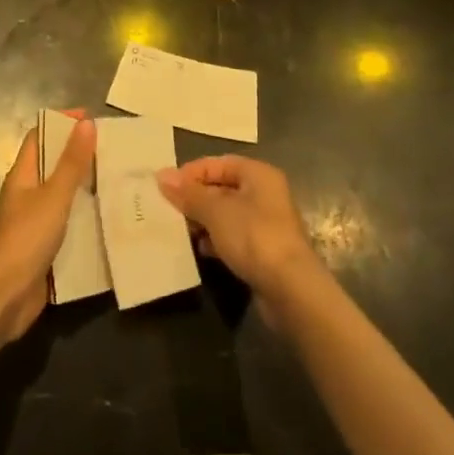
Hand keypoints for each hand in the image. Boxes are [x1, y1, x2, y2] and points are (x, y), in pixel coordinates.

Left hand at [0, 117, 95, 344]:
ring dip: (84, 190)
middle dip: (78, 157)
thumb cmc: (27, 237)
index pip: (39, 137)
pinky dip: (83, 220)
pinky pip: (66, 226)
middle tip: (111, 153)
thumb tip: (86, 123)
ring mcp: (32, 223)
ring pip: (61, 197)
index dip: (60, 124)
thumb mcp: (54, 196)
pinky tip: (107, 222)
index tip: (89, 119)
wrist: (5, 296)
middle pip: (51, 166)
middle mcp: (25, 195)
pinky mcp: (42, 249)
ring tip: (116, 183)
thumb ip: (71, 162)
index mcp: (22, 175)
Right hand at [157, 156, 322, 303]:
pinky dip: (216, 240)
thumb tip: (162, 176)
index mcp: (258, 174)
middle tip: (168, 209)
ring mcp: (266, 224)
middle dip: (195, 198)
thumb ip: (189, 193)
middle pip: (222, 188)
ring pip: (227, 214)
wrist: (291, 291)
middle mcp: (265, 194)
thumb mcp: (216, 211)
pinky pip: (234, 237)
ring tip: (180, 230)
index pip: (218, 163)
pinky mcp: (264, 252)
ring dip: (203, 221)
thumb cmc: (254, 237)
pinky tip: (201, 250)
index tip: (166, 187)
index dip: (191, 172)